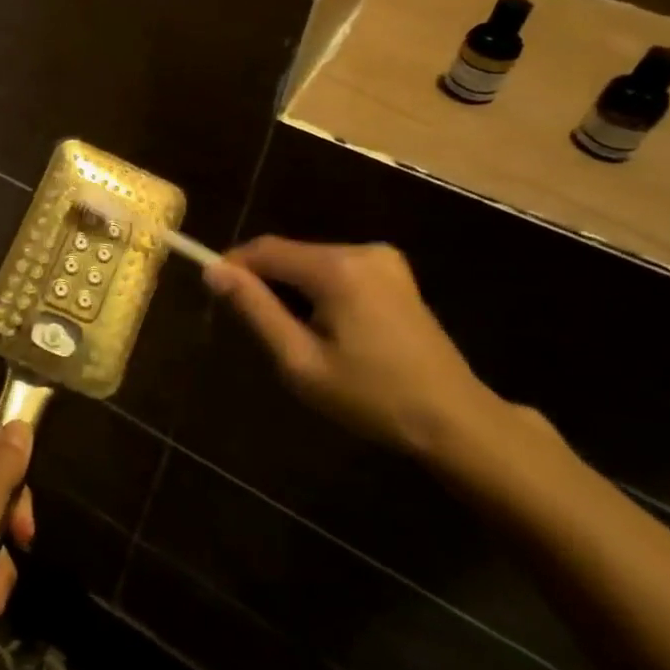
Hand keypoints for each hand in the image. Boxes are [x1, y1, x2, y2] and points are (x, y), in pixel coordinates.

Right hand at [203, 236, 505, 459]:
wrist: (455, 421)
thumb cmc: (371, 397)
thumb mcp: (301, 361)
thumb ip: (255, 310)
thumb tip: (214, 270)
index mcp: (337, 268)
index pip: (266, 249)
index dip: (234, 265)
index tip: (214, 293)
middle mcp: (361, 250)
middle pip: (291, 254)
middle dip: (266, 282)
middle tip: (257, 329)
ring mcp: (384, 260)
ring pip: (313, 262)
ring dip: (292, 289)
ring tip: (293, 336)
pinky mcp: (396, 274)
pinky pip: (338, 271)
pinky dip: (319, 291)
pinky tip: (327, 330)